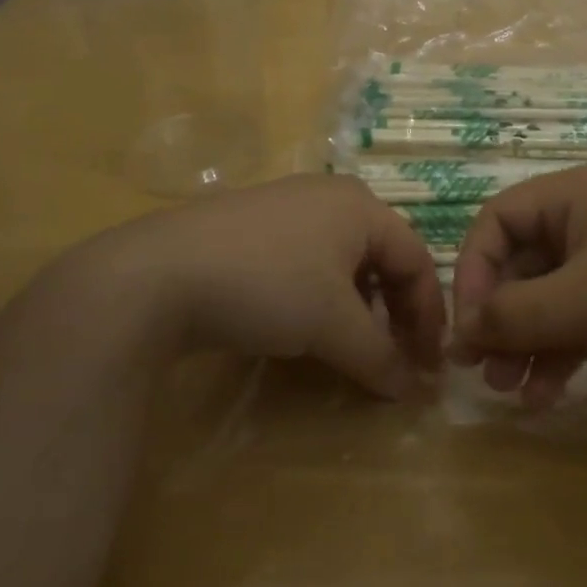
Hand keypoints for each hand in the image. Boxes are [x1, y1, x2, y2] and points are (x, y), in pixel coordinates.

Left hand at [74, 175, 447, 399]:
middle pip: (382, 258)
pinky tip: (303, 327)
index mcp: (360, 206)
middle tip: (395, 358)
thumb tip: (412, 390)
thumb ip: (380, 357)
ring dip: (358, 308)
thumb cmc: (268, 286)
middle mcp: (328, 196)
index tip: (427, 366)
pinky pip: (306, 262)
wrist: (157, 275)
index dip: (429, 316)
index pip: (416, 260)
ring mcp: (285, 207)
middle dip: (395, 312)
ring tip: (351, 346)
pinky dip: (320, 298)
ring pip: (343, 261)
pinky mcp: (249, 228)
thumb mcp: (333, 326)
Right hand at [450, 163, 586, 406]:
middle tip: (478, 368)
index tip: (467, 325)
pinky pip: (579, 319)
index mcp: (576, 196)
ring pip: (548, 297)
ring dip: (525, 341)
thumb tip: (460, 333)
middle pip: (521, 263)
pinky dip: (559, 352)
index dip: (474, 269)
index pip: (499, 220)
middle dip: (499, 316)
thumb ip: (516, 315)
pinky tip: (546, 394)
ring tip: (509, 389)